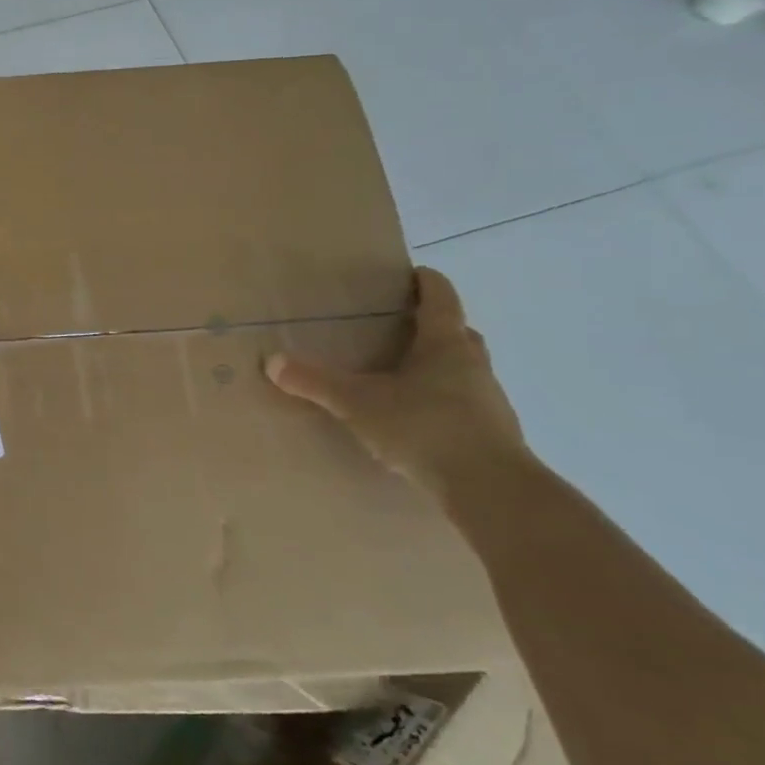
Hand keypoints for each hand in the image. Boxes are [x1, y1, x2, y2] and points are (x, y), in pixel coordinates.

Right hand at [265, 267, 528, 506]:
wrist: (491, 490)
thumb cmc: (424, 427)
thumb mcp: (358, 403)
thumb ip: (315, 382)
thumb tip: (271, 361)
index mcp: (445, 345)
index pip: (441, 299)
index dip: (427, 282)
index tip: (414, 273)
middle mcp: (473, 365)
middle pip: (458, 333)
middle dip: (434, 325)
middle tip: (401, 325)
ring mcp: (489, 400)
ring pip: (465, 369)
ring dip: (440, 365)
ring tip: (403, 375)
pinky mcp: (493, 434)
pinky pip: (465, 404)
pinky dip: (443, 401)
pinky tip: (418, 419)